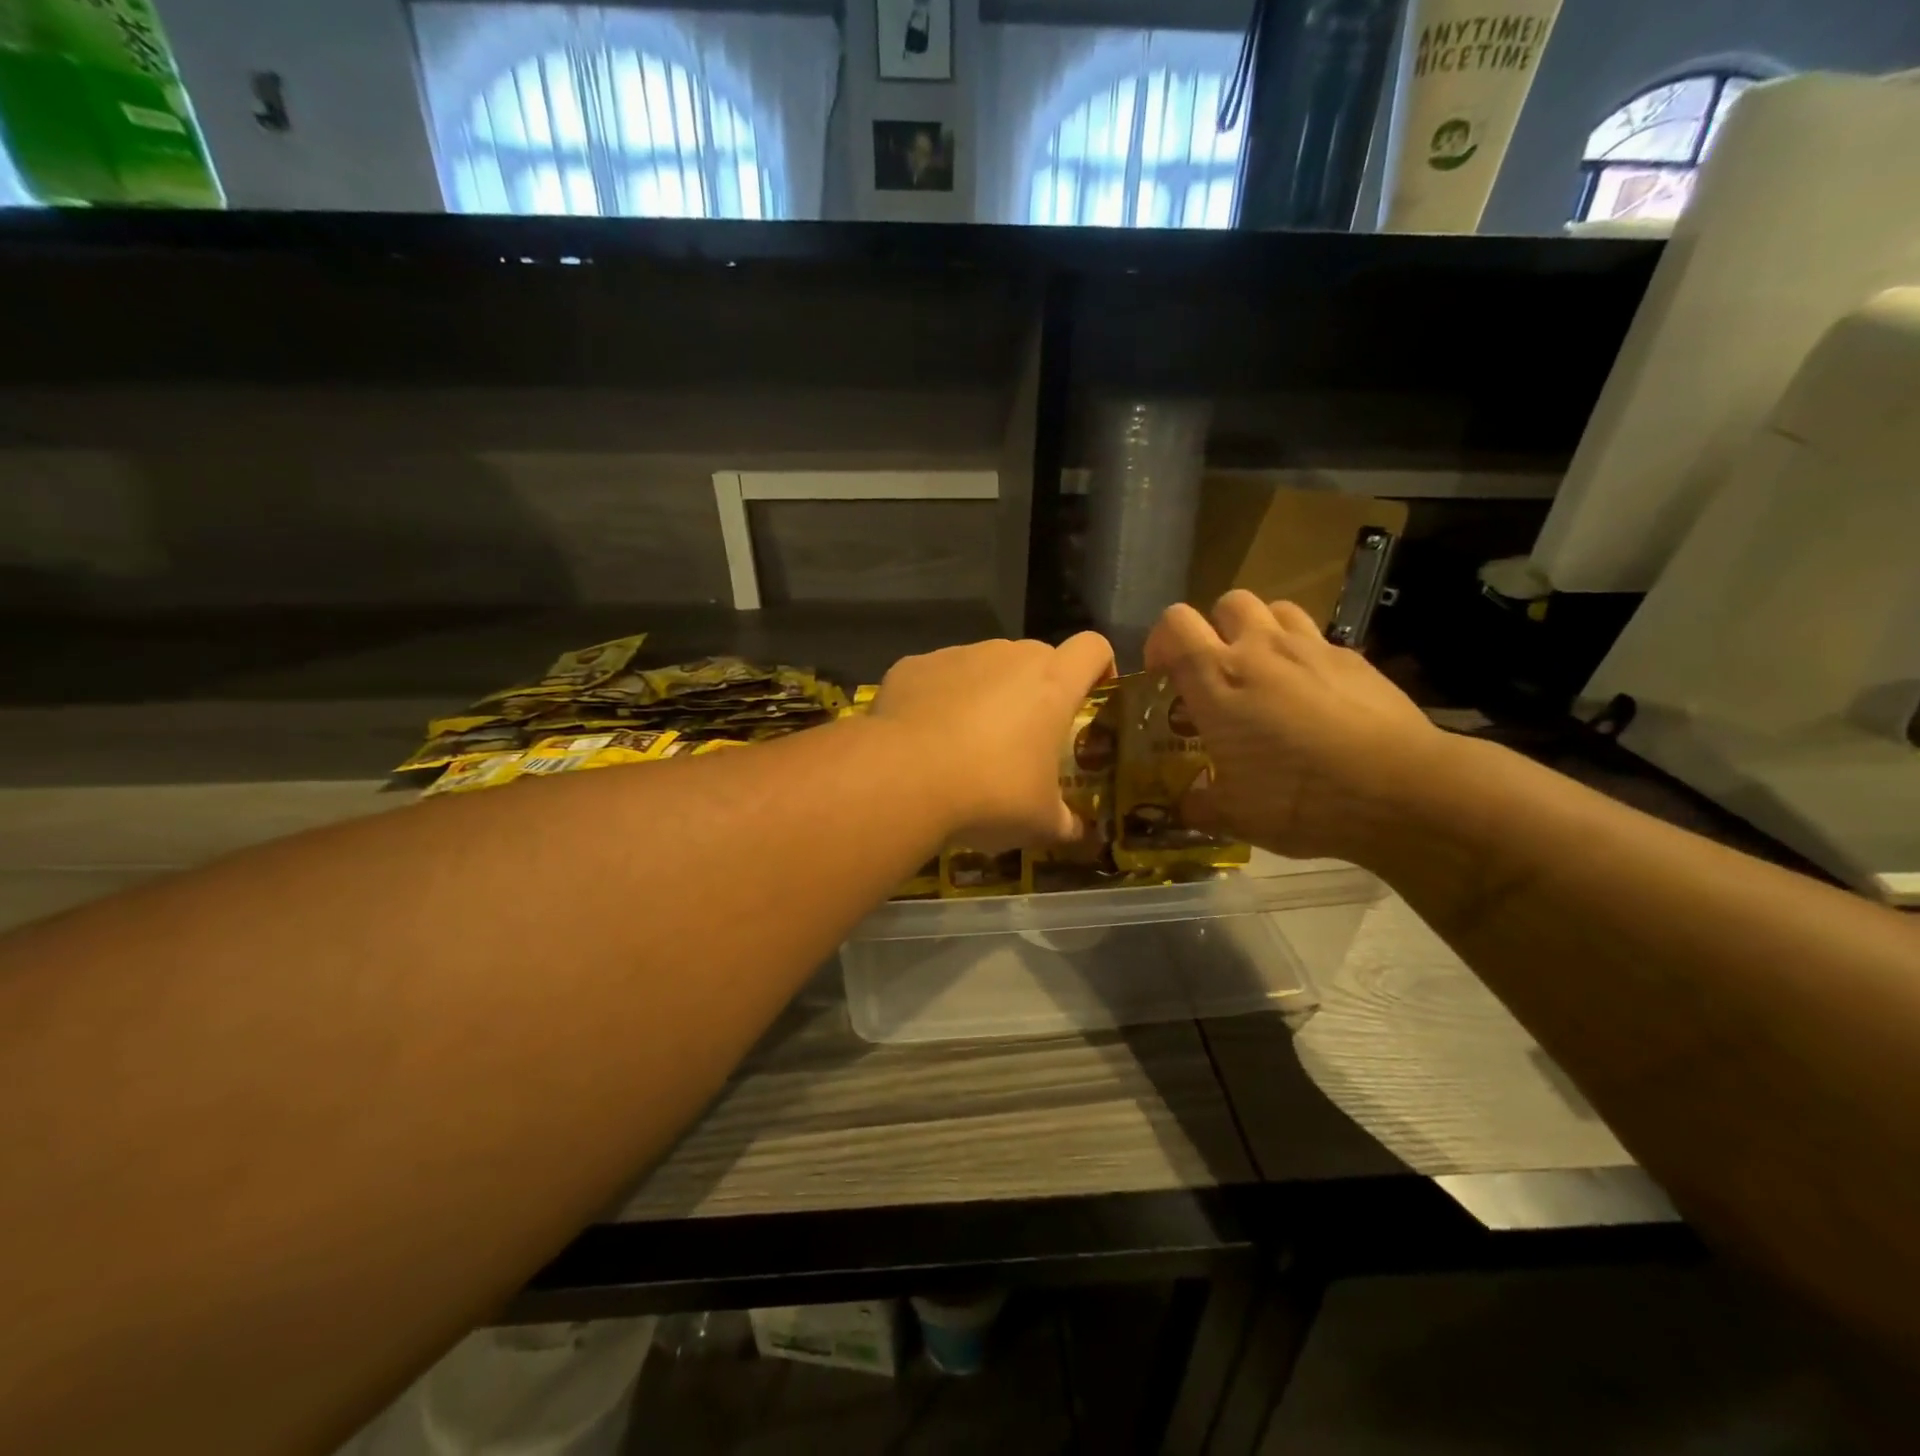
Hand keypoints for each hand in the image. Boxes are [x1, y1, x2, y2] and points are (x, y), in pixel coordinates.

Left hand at [871, 633, 1113, 849]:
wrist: (903, 778)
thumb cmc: (990, 793)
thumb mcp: (1039, 822)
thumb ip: (1064, 822)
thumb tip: (1075, 832)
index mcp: (1051, 684)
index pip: (1093, 648)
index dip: (1099, 667)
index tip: (1090, 697)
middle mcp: (1007, 656)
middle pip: (1037, 659)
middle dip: (1037, 691)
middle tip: (1024, 739)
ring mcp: (957, 656)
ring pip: (984, 666)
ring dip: (986, 695)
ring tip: (966, 745)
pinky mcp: (913, 666)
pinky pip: (937, 677)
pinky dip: (938, 700)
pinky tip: (924, 740)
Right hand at [1144, 592, 1445, 861]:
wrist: (1401, 790)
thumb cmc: (1299, 798)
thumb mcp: (1235, 815)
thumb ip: (1200, 804)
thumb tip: (1186, 805)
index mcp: (1217, 679)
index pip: (1174, 625)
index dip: (1161, 641)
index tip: (1163, 675)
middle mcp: (1259, 649)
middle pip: (1227, 603)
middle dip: (1214, 629)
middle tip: (1218, 673)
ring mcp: (1312, 648)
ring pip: (1275, 609)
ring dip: (1260, 631)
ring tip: (1264, 672)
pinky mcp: (1354, 659)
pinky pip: (1318, 639)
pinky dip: (1304, 657)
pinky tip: (1314, 697)